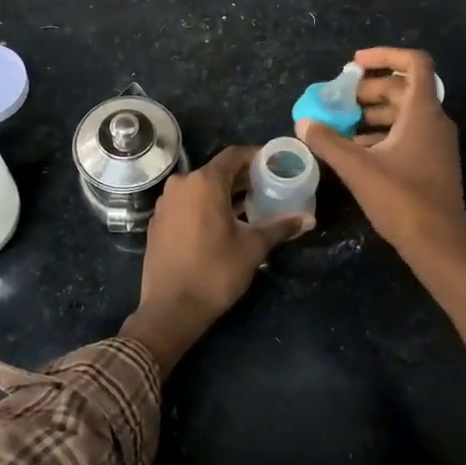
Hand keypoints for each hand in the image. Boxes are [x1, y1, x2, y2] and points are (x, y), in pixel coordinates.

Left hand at [122, 145, 308, 373]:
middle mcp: (181, 184)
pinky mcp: (157, 222)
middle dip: (242, 178)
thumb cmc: (215, 272)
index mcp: (204, 182)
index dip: (256, 157)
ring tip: (249, 208)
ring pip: (200, 188)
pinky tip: (220, 225)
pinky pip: (186, 204)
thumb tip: (308, 218)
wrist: (171, 309)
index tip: (274, 165)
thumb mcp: (253, 248)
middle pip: (217, 171)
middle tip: (267, 189)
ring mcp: (165, 203)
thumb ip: (280, 227)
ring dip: (223, 194)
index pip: (234, 155)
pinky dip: (204, 207)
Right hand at [298, 47, 465, 267]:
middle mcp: (434, 121)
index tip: (354, 64)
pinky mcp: (433, 163)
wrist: (439, 245)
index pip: (414, 63)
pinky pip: (407, 135)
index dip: (384, 55)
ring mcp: (436, 144)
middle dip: (369, 90)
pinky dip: (382, 135)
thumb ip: (328, 142)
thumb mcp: (357, 168)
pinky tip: (356, 152)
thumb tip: (303, 122)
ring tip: (341, 127)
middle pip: (403, 89)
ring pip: (404, 114)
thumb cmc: (401, 200)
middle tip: (338, 102)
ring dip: (373, 114)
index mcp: (423, 112)